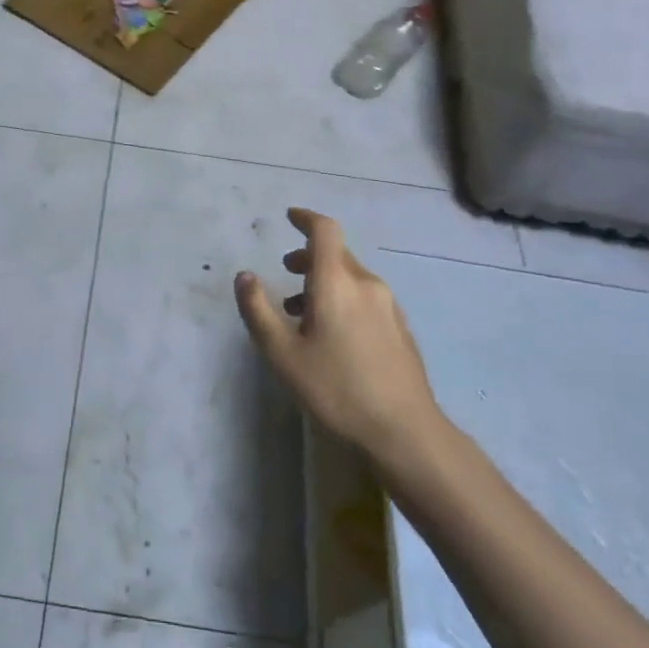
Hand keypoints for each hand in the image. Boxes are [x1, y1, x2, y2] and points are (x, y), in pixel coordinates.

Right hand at [235, 208, 439, 467]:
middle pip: (337, 254)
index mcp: (337, 283)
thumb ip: (258, 310)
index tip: (289, 217)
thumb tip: (244, 276)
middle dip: (308, 256)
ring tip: (300, 311)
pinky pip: (364, 296)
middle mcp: (366, 284)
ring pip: (351, 277)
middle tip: (285, 272)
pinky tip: (332, 333)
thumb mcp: (282, 353)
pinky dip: (342, 297)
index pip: (324, 231)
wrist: (404, 430)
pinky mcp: (399, 327)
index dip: (306, 218)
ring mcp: (388, 306)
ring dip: (324, 280)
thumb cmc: (336, 389)